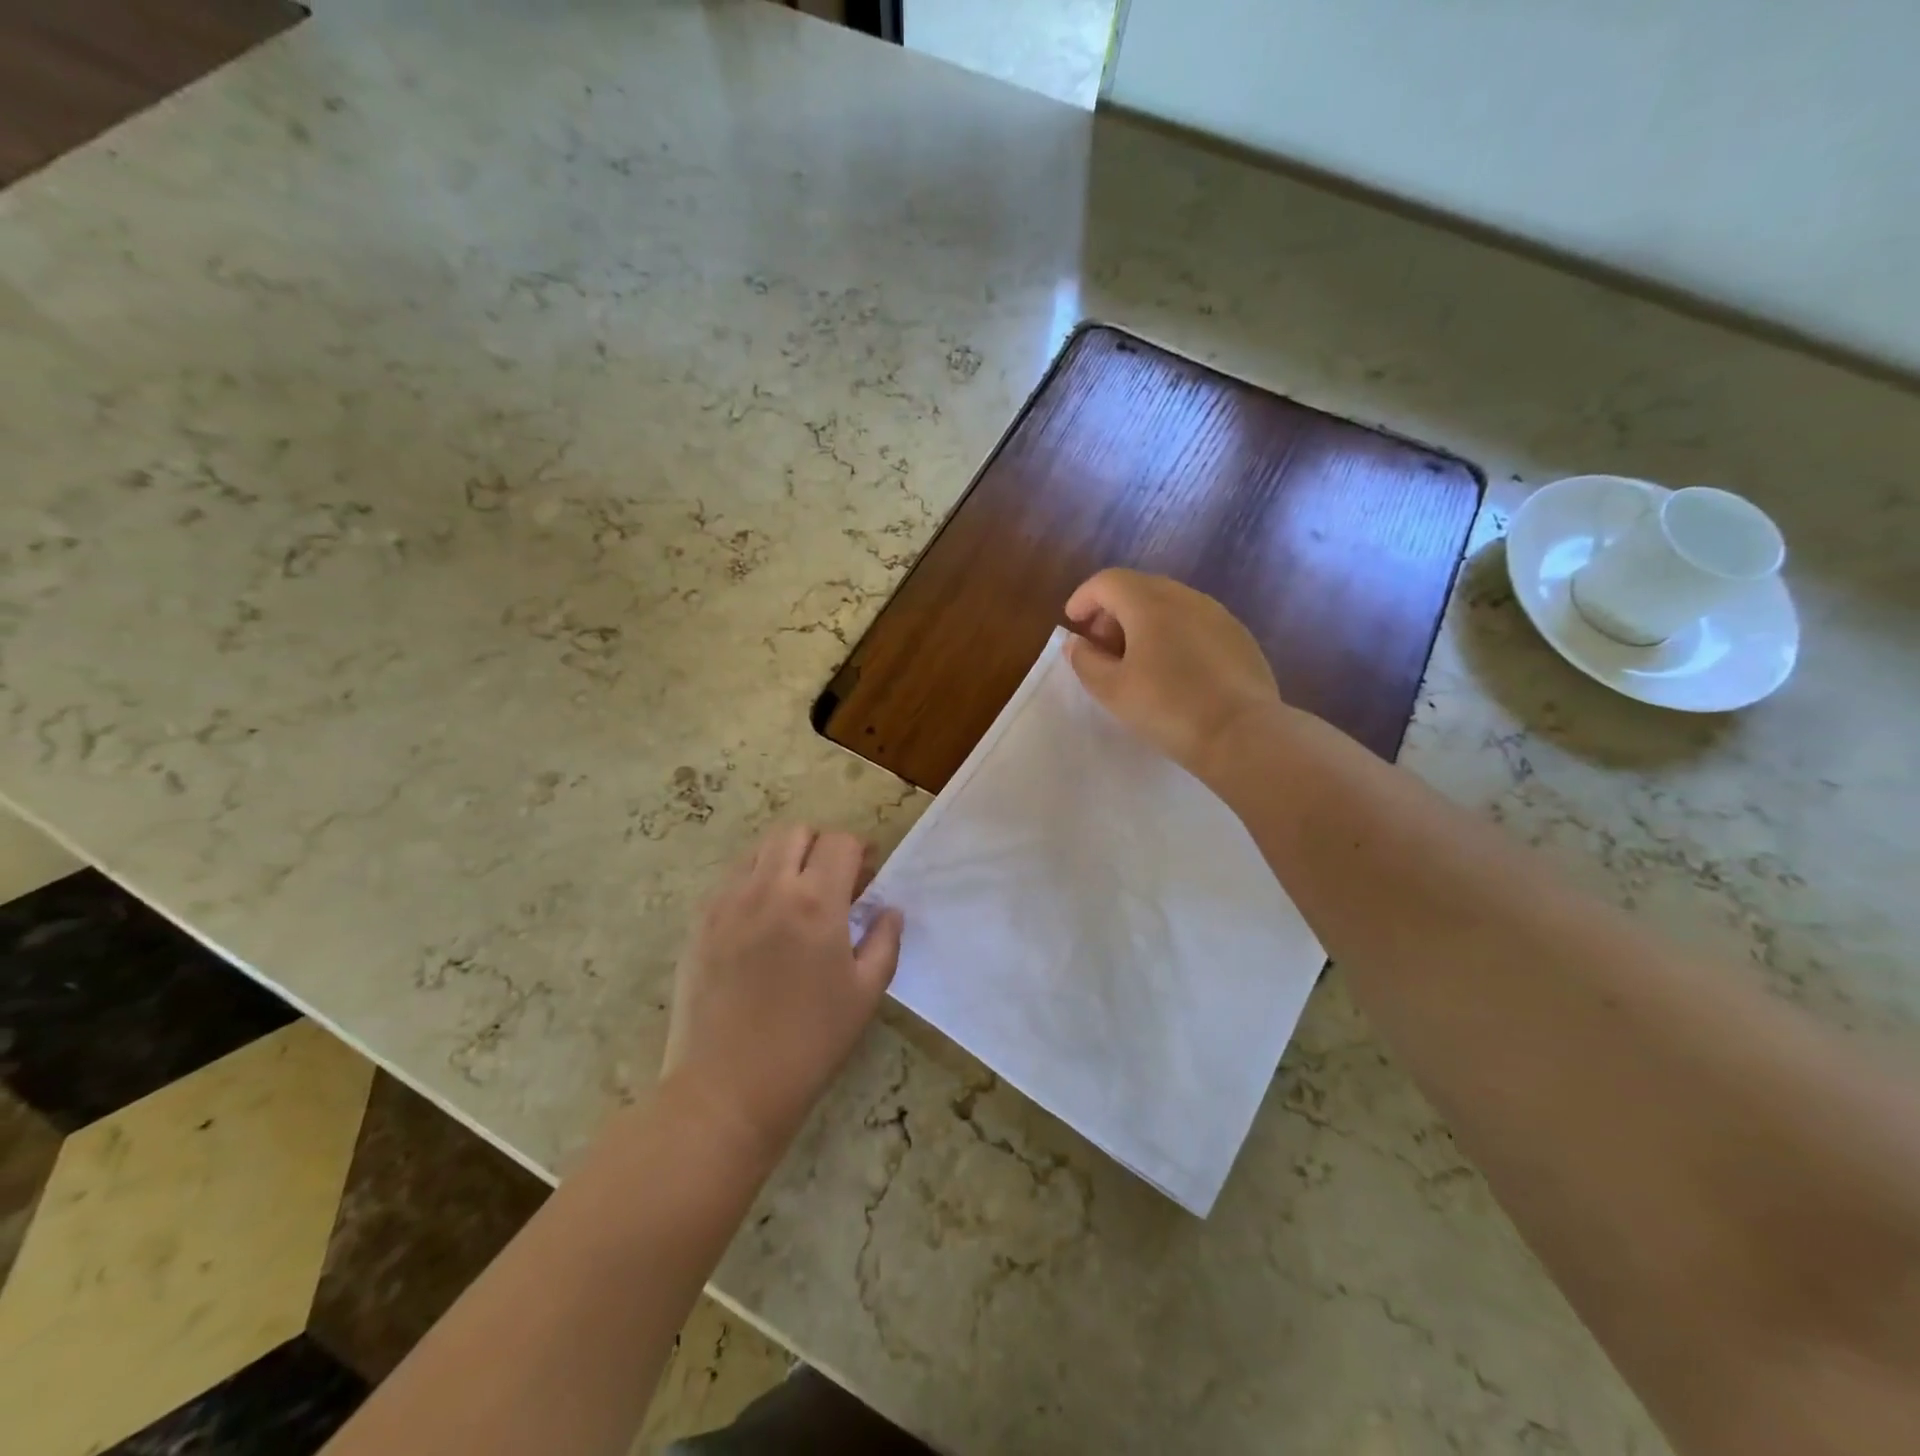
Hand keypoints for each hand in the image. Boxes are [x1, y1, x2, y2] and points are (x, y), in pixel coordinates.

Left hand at [662, 825, 903, 1160]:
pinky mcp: (699, 923)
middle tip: (833, 881)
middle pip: (795, 832)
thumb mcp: (864, 994)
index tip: (868, 874)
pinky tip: (762, 921)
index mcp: (815, 902)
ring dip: (785, 859)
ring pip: (758, 850)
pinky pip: (731, 880)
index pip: (840, 842)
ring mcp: (726, 903)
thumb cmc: (808, 1044)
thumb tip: (889, 909)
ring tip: (796, 897)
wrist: (727, 1090)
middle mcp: (768, 888)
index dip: (860, 851)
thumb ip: (884, 941)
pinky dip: (754, 882)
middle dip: (820, 845)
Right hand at [1064, 568, 1284, 782]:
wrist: (1241, 734)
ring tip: (1135, 659)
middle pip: (1139, 588)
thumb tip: (1077, 643)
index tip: (1072, 622)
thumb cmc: (1167, 708)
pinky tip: (1173, 669)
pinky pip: (1195, 622)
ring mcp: (1218, 614)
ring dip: (1144, 622)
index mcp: (1149, 603)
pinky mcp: (1239, 636)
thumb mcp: (1112, 690)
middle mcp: (1185, 597)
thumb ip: (1085, 661)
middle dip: (1113, 611)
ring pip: (1170, 604)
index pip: (1108, 581)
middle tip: (1101, 646)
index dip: (1084, 597)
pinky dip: (1173, 633)